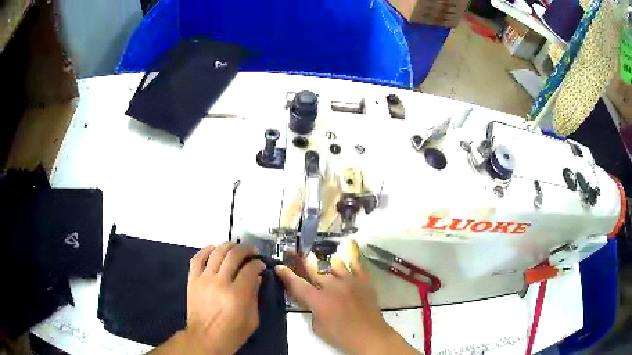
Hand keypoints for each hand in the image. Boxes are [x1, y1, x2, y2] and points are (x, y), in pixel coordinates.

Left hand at [183, 242, 265, 354]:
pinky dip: (206, 250)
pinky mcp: (193, 279)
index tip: (261, 265)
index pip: (250, 268)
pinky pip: (197, 258)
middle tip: (251, 252)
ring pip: (216, 252)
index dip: (258, 263)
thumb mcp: (252, 319)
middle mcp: (220, 282)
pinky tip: (214, 249)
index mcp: (237, 294)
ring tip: (235, 249)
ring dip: (228, 246)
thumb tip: (257, 277)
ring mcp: (204, 279)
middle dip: (246, 249)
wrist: (205, 338)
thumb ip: (255, 296)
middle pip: (233, 254)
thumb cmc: (232, 332)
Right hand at [275, 240, 417, 354]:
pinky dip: (351, 252)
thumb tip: (310, 297)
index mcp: (319, 301)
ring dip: (322, 259)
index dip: (286, 275)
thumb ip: (311, 309)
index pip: (298, 284)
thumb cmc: (341, 336)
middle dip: (300, 259)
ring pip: (333, 262)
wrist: (370, 336)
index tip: (279, 266)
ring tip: (316, 254)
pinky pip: (356, 262)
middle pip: (313, 268)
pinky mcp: (363, 280)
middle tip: (291, 251)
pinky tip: (347, 243)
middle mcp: (333, 287)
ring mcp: (350, 281)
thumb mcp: (317, 327)